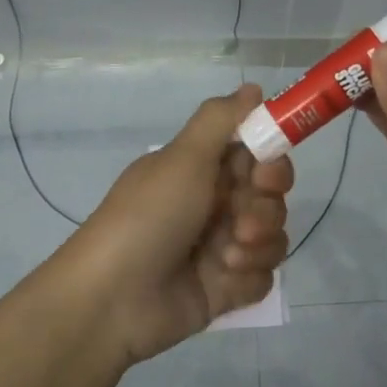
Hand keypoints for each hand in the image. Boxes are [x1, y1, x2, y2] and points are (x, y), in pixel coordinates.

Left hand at [51, 83, 291, 367]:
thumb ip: (221, 120)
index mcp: (201, 171)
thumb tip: (254, 87)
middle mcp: (214, 205)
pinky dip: (247, 278)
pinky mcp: (226, 289)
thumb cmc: (147, 217)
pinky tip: (222, 282)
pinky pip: (262, 278)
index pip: (257, 157)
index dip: (270, 163)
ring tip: (225, 257)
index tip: (264, 172)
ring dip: (256, 245)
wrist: (112, 299)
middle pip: (271, 198)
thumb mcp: (182, 159)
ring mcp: (222, 249)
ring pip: (273, 238)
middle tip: (240, 222)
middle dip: (263, 209)